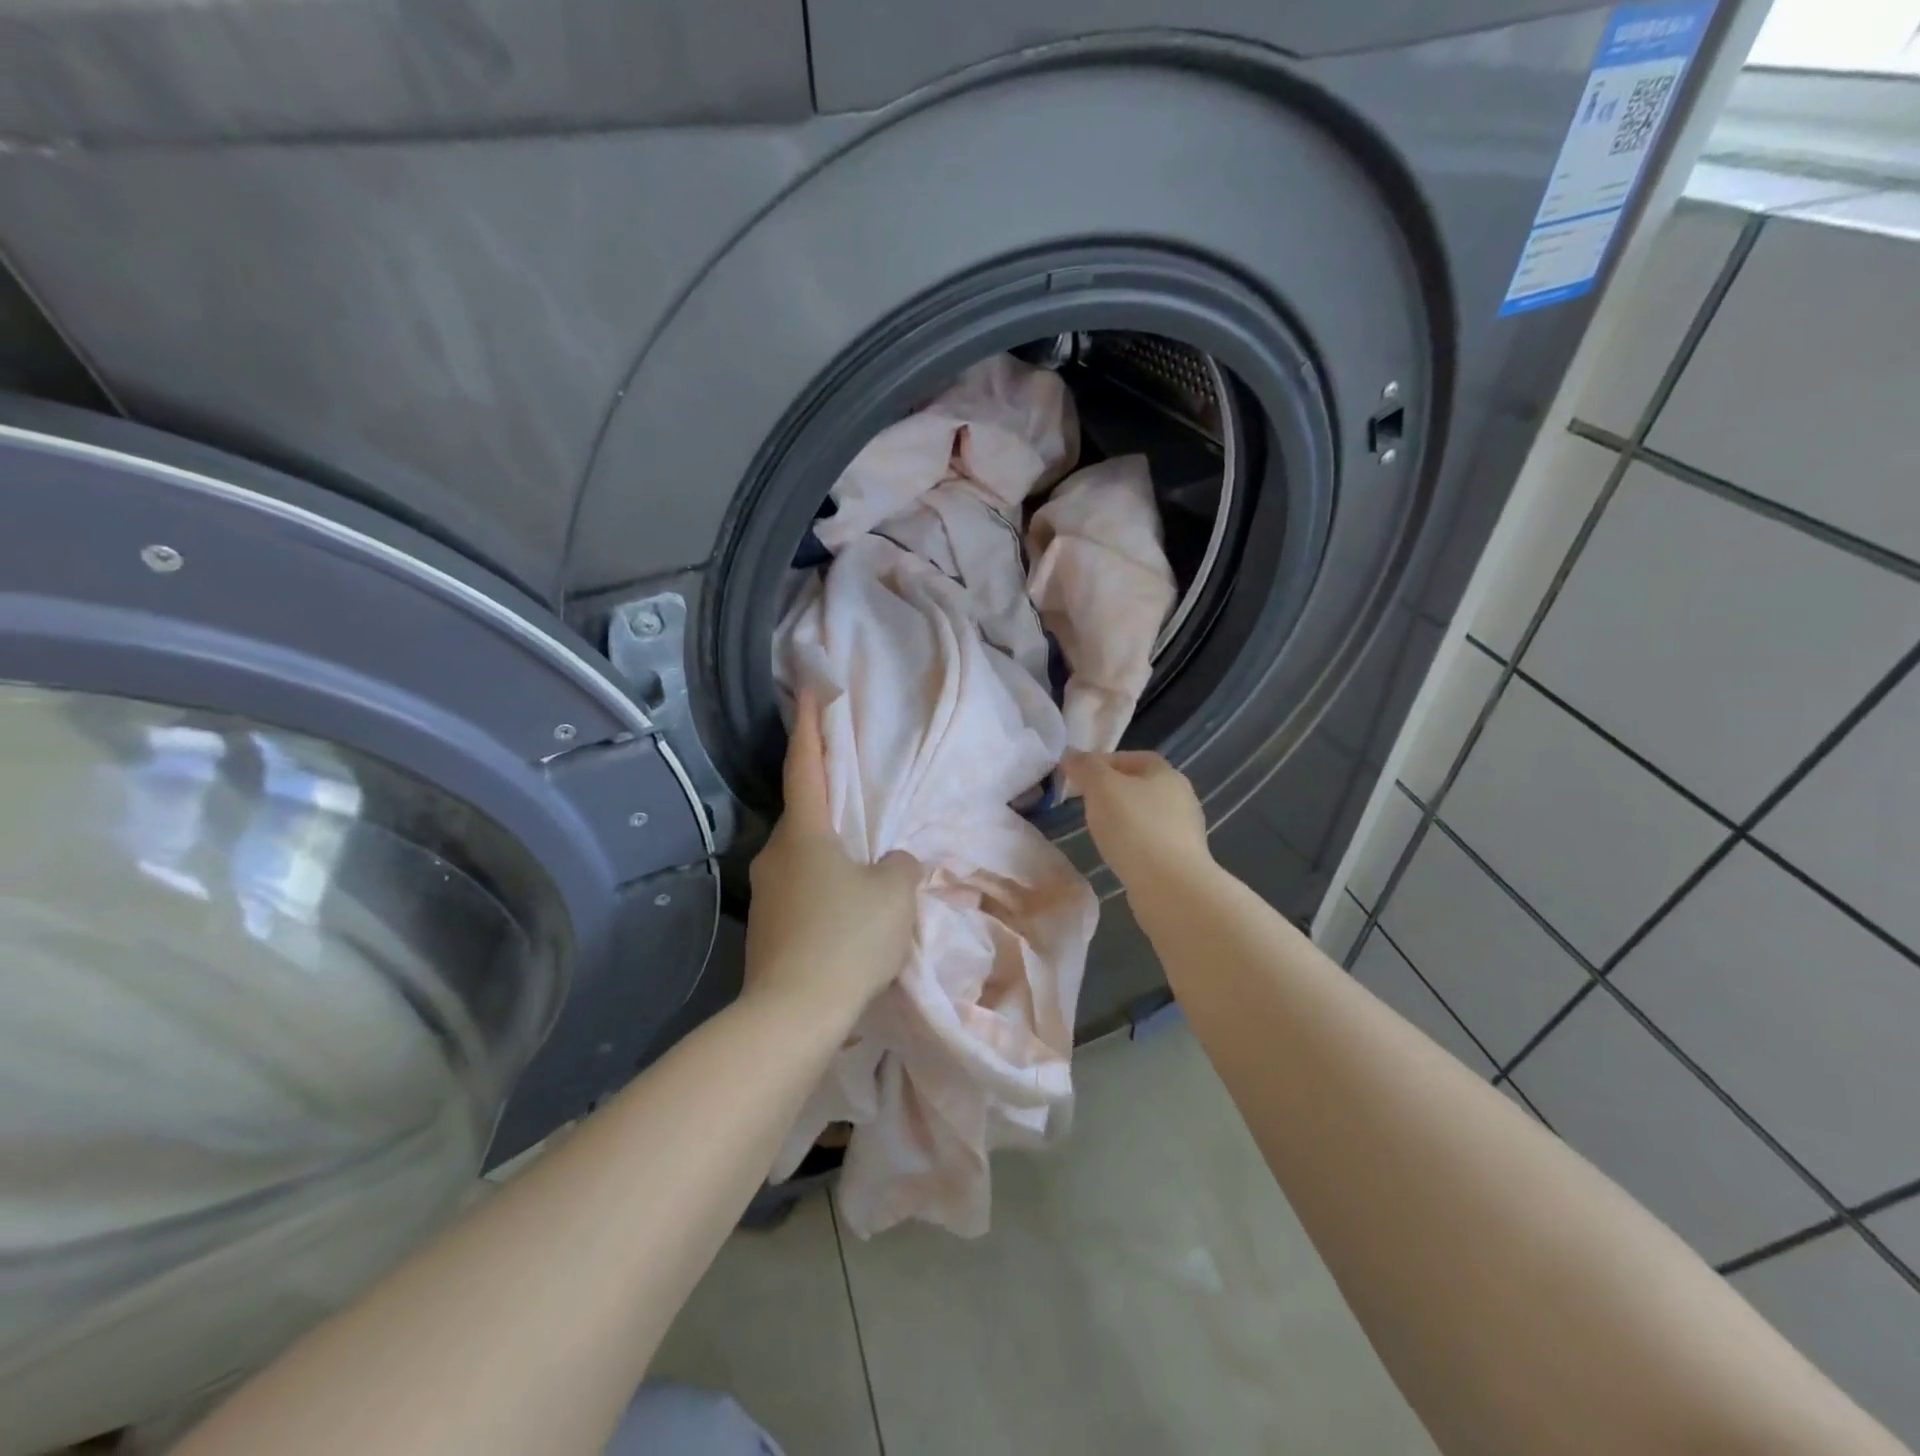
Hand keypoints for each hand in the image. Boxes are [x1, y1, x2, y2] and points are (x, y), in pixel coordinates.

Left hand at [745, 692, 920, 1022]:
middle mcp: (777, 855)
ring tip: (864, 868)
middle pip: (806, 816)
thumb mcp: (893, 894)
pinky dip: (825, 890)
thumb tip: (892, 862)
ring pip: (805, 859)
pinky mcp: (767, 930)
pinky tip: (849, 913)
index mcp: (805, 833)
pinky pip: (803, 893)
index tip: (806, 690)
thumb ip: (899, 866)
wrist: (793, 1013)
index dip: (809, 726)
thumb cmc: (847, 937)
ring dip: (832, 855)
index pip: (807, 766)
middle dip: (830, 805)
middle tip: (859, 802)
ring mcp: (767, 894)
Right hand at [1065, 749, 1212, 891]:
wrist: (1171, 886)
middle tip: (1085, 803)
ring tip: (1098, 831)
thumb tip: (1071, 754)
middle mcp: (1182, 797)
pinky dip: (1132, 843)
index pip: (1133, 757)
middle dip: (1111, 791)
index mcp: (1166, 773)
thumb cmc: (1134, 827)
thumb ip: (1085, 766)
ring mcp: (1184, 830)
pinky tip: (1117, 854)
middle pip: (1140, 786)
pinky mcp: (1181, 859)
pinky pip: (1150, 842)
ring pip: (1145, 815)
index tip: (1080, 777)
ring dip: (1122, 819)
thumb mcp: (1101, 787)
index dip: (1104, 762)